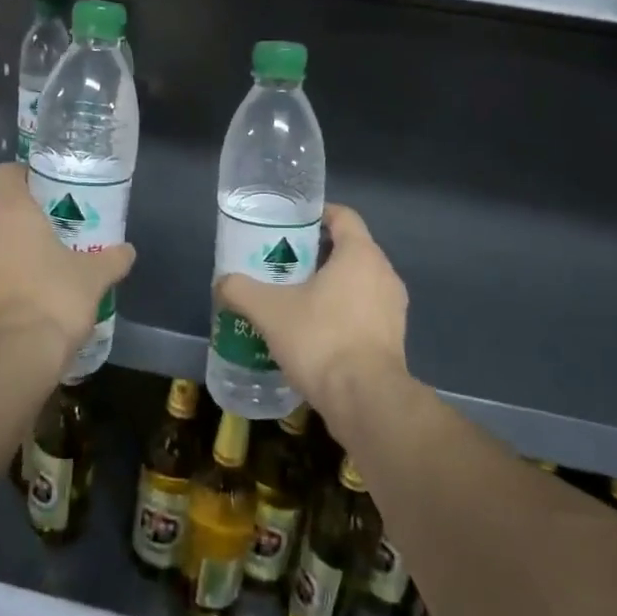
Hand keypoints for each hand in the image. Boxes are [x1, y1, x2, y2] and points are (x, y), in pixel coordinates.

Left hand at [0, 162, 135, 366]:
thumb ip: (112, 259)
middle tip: (46, 244)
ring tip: (28, 281)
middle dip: (17, 225)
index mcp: (9, 211)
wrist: (11, 358)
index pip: (6, 174)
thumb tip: (127, 251)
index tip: (43, 194)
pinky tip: (8, 310)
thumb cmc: (54, 300)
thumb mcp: (94, 278)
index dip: (23, 178)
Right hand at [214, 203, 408, 423]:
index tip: (290, 225)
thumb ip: (241, 290)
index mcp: (360, 254)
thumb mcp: (269, 311)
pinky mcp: (394, 339)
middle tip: (283, 264)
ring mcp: (394, 308)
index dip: (316, 215)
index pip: (343, 216)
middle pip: (349, 249)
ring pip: (358, 282)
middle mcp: (384, 273)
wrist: (366, 400)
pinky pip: (365, 311)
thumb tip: (222, 282)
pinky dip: (342, 313)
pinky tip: (315, 332)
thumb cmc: (321, 339)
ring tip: (295, 298)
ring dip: (330, 285)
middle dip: (317, 254)